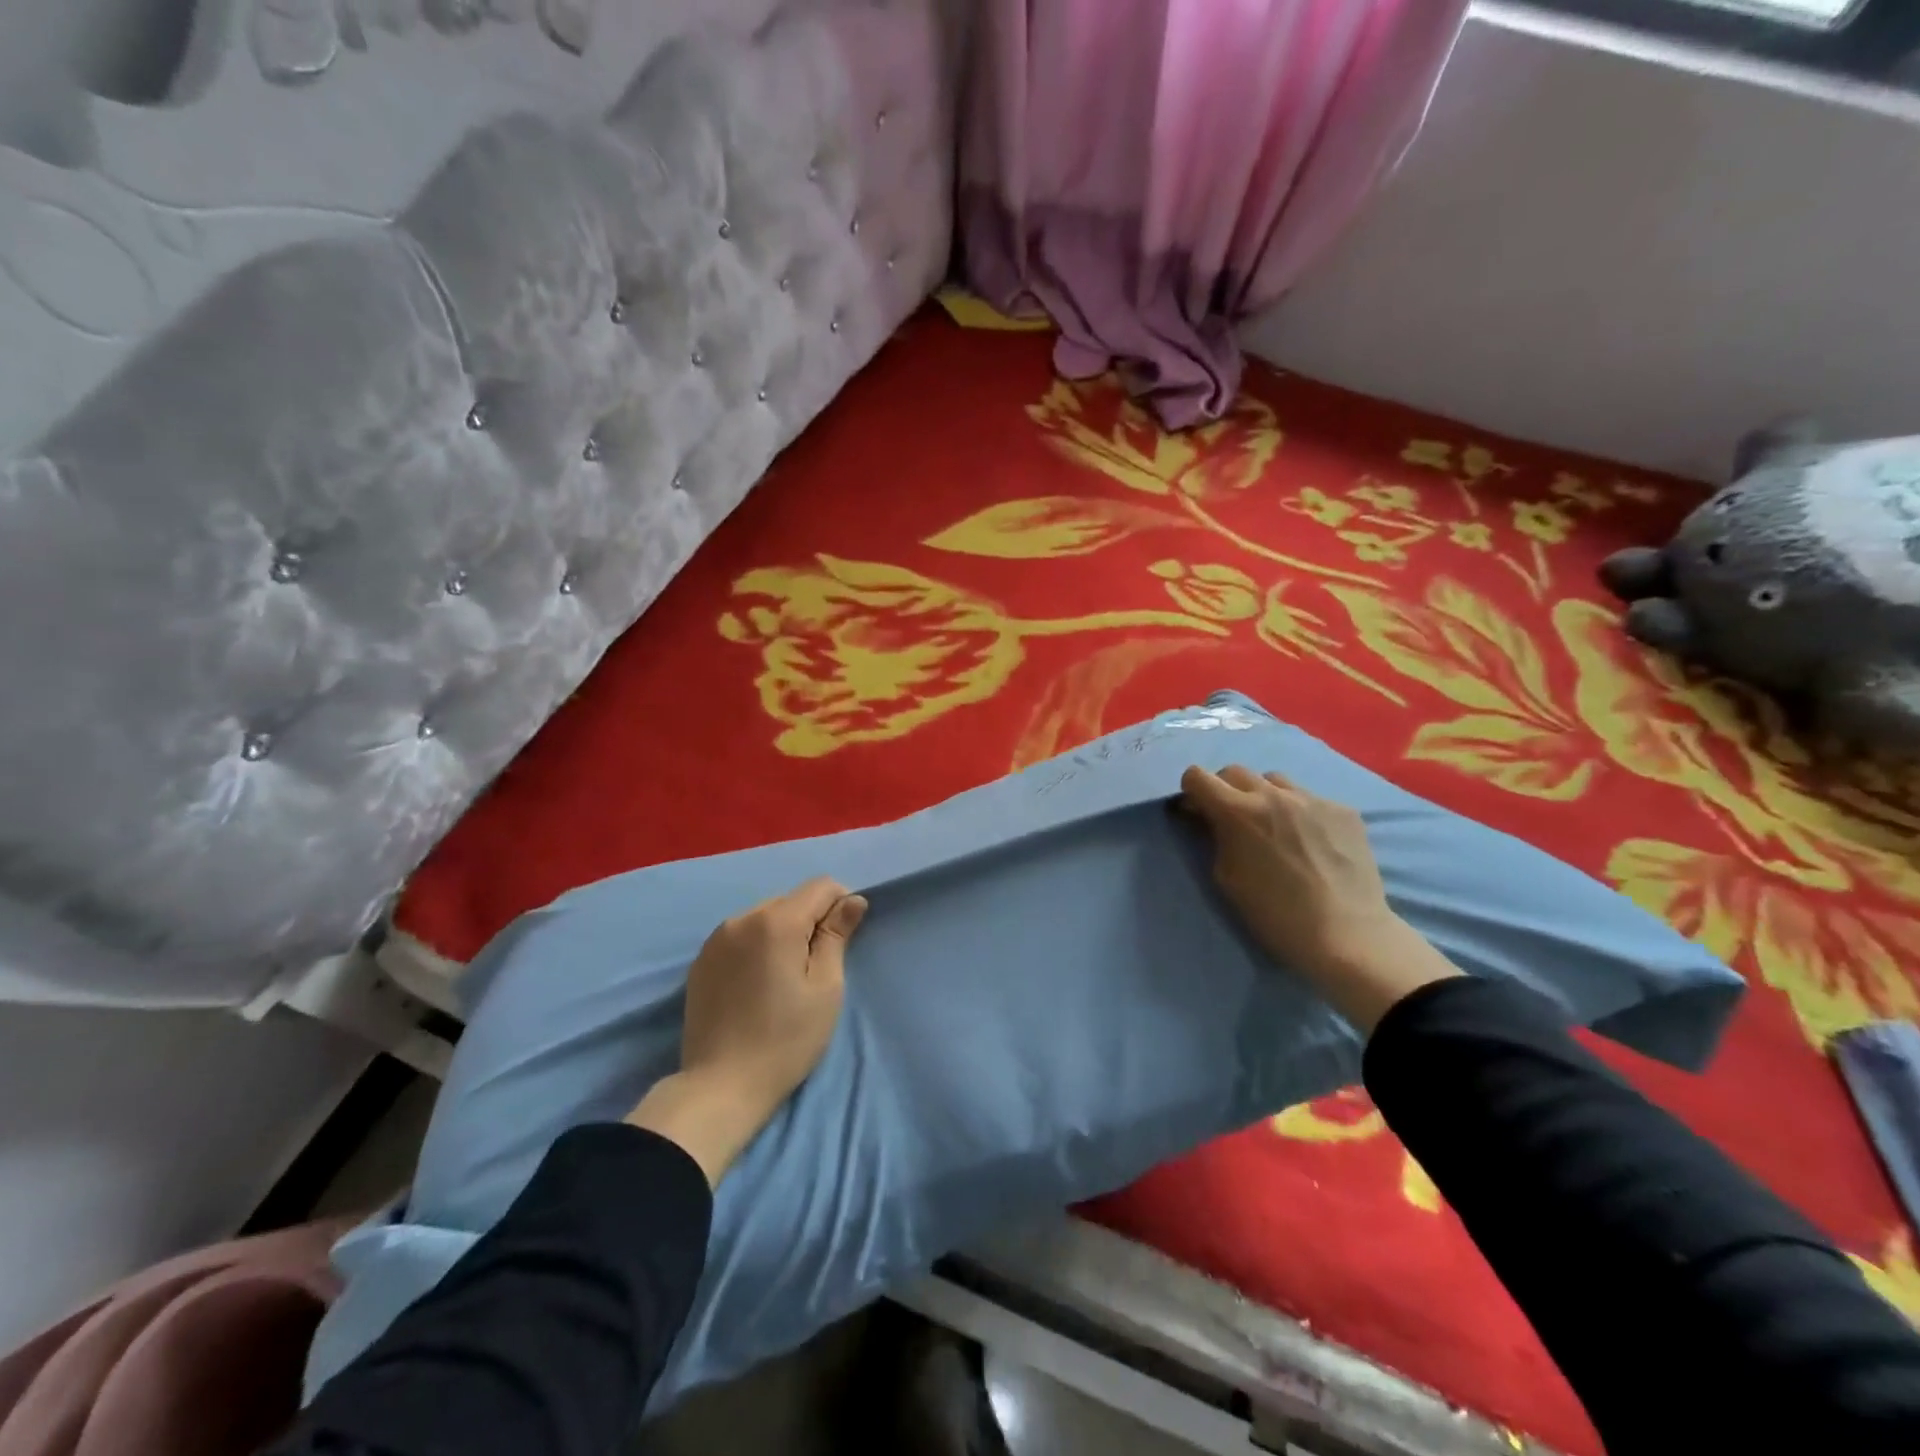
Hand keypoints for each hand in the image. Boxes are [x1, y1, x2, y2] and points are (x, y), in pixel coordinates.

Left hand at [627, 877, 866, 1184]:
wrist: (720, 1087)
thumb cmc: (786, 1040)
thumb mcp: (825, 988)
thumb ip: (837, 936)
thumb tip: (853, 900)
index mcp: (776, 921)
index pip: (820, 887)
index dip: (841, 903)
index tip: (846, 938)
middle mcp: (742, 918)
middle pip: (791, 900)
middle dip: (811, 920)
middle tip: (817, 965)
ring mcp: (716, 938)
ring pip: (765, 917)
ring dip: (783, 933)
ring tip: (786, 976)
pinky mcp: (701, 960)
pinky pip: (741, 936)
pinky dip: (758, 946)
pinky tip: (759, 983)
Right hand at [1179, 765, 1459, 1030]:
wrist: (1346, 935)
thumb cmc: (1274, 914)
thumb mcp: (1226, 877)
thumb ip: (1214, 838)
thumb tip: (1209, 819)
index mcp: (1237, 812)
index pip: (1197, 776)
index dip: (1192, 793)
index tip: (1197, 812)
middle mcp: (1273, 794)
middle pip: (1234, 771)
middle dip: (1225, 790)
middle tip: (1232, 820)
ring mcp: (1312, 799)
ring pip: (1274, 780)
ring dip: (1264, 796)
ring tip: (1274, 826)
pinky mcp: (1344, 810)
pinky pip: (1310, 799)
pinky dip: (1300, 812)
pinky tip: (1311, 841)